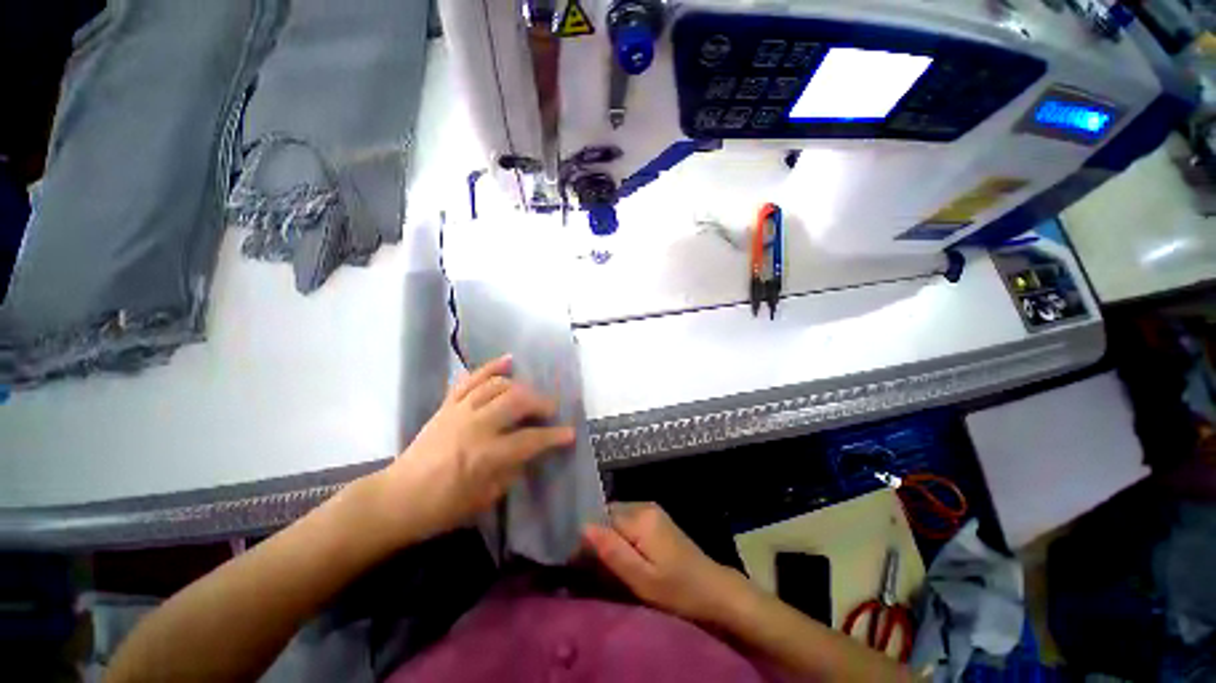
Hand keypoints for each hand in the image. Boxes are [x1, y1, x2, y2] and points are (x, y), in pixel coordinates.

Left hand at [369, 355, 575, 547]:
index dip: (554, 436)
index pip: (530, 439)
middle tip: (550, 410)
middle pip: (517, 400)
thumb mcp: (487, 497)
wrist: (398, 498)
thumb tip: (531, 450)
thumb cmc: (444, 507)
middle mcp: (475, 426)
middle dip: (540, 402)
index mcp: (486, 455)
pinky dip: (491, 367)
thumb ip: (514, 469)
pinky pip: (471, 379)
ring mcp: (460, 411)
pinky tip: (508, 360)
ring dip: (520, 387)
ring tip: (530, 395)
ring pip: (497, 385)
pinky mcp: (448, 405)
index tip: (570, 433)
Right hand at [583, 502, 755, 627]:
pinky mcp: (656, 519)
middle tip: (593, 568)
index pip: (601, 517)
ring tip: (607, 565)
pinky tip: (624, 557)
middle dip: (598, 537)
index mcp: (640, 517)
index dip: (588, 538)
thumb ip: (612, 552)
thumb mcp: (641, 579)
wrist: (714, 591)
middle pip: (608, 515)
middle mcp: (644, 505)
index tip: (579, 563)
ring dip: (609, 538)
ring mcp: (652, 510)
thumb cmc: (677, 591)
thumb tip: (583, 527)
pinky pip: (628, 522)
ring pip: (617, 518)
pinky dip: (621, 537)